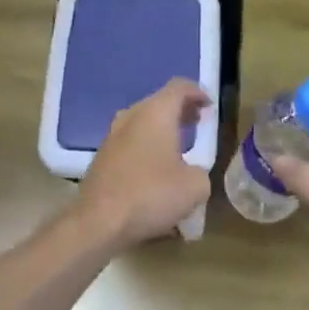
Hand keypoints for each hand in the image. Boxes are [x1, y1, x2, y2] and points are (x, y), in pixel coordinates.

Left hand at [76, 78, 212, 246]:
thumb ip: (200, 172)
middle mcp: (131, 117)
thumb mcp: (195, 187)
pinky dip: (147, 146)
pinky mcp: (102, 158)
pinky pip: (130, 142)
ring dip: (162, 129)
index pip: (179, 87)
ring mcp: (112, 137)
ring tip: (179, 146)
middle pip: (158, 102)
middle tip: (197, 122)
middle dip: (180, 111)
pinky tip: (156, 167)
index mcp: (155, 114)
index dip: (197, 93)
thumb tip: (190, 173)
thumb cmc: (151, 195)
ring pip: (142, 122)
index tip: (209, 107)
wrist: (99, 222)